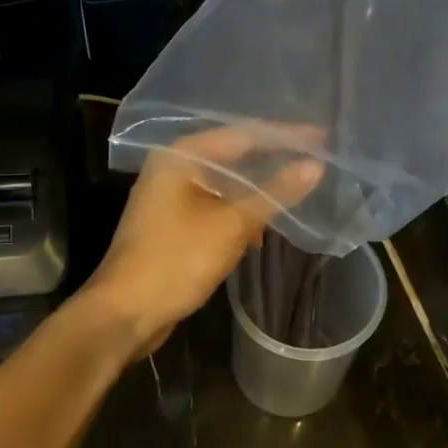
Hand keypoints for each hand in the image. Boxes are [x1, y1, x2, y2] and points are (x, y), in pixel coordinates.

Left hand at [85, 126, 324, 352]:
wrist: (124, 313)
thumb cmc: (177, 260)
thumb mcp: (232, 225)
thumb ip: (275, 193)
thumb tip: (316, 167)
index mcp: (182, 156)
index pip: (243, 134)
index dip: (286, 135)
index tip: (323, 137)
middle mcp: (174, 168)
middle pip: (234, 155)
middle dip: (273, 161)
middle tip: (317, 159)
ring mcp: (171, 197)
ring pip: (226, 185)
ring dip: (258, 191)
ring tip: (298, 191)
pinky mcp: (174, 224)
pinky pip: (216, 207)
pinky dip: (240, 213)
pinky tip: (263, 228)